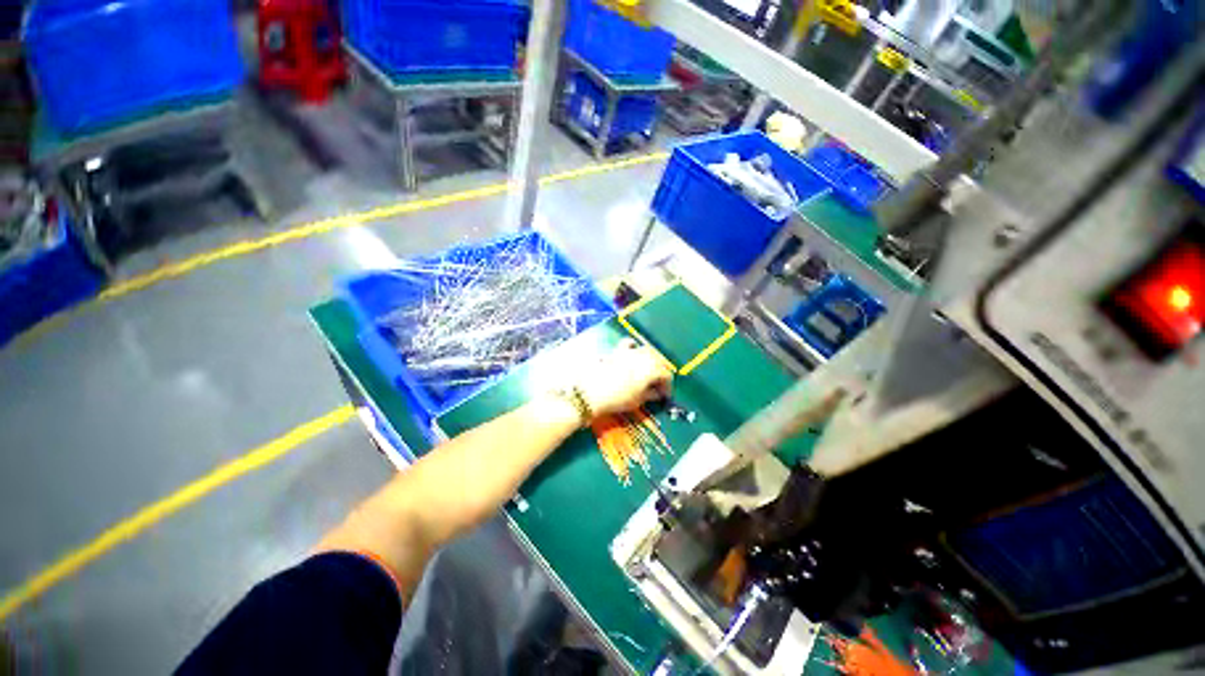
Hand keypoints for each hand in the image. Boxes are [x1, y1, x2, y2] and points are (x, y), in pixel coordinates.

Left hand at [578, 338, 672, 418]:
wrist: (591, 392)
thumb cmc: (618, 398)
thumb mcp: (637, 400)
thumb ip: (650, 395)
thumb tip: (658, 394)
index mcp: (652, 369)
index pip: (667, 375)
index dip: (667, 386)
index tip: (664, 396)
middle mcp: (644, 356)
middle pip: (659, 360)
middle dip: (661, 371)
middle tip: (658, 384)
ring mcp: (629, 352)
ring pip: (647, 350)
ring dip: (651, 359)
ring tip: (648, 371)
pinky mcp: (617, 351)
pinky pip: (629, 344)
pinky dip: (634, 347)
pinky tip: (633, 353)